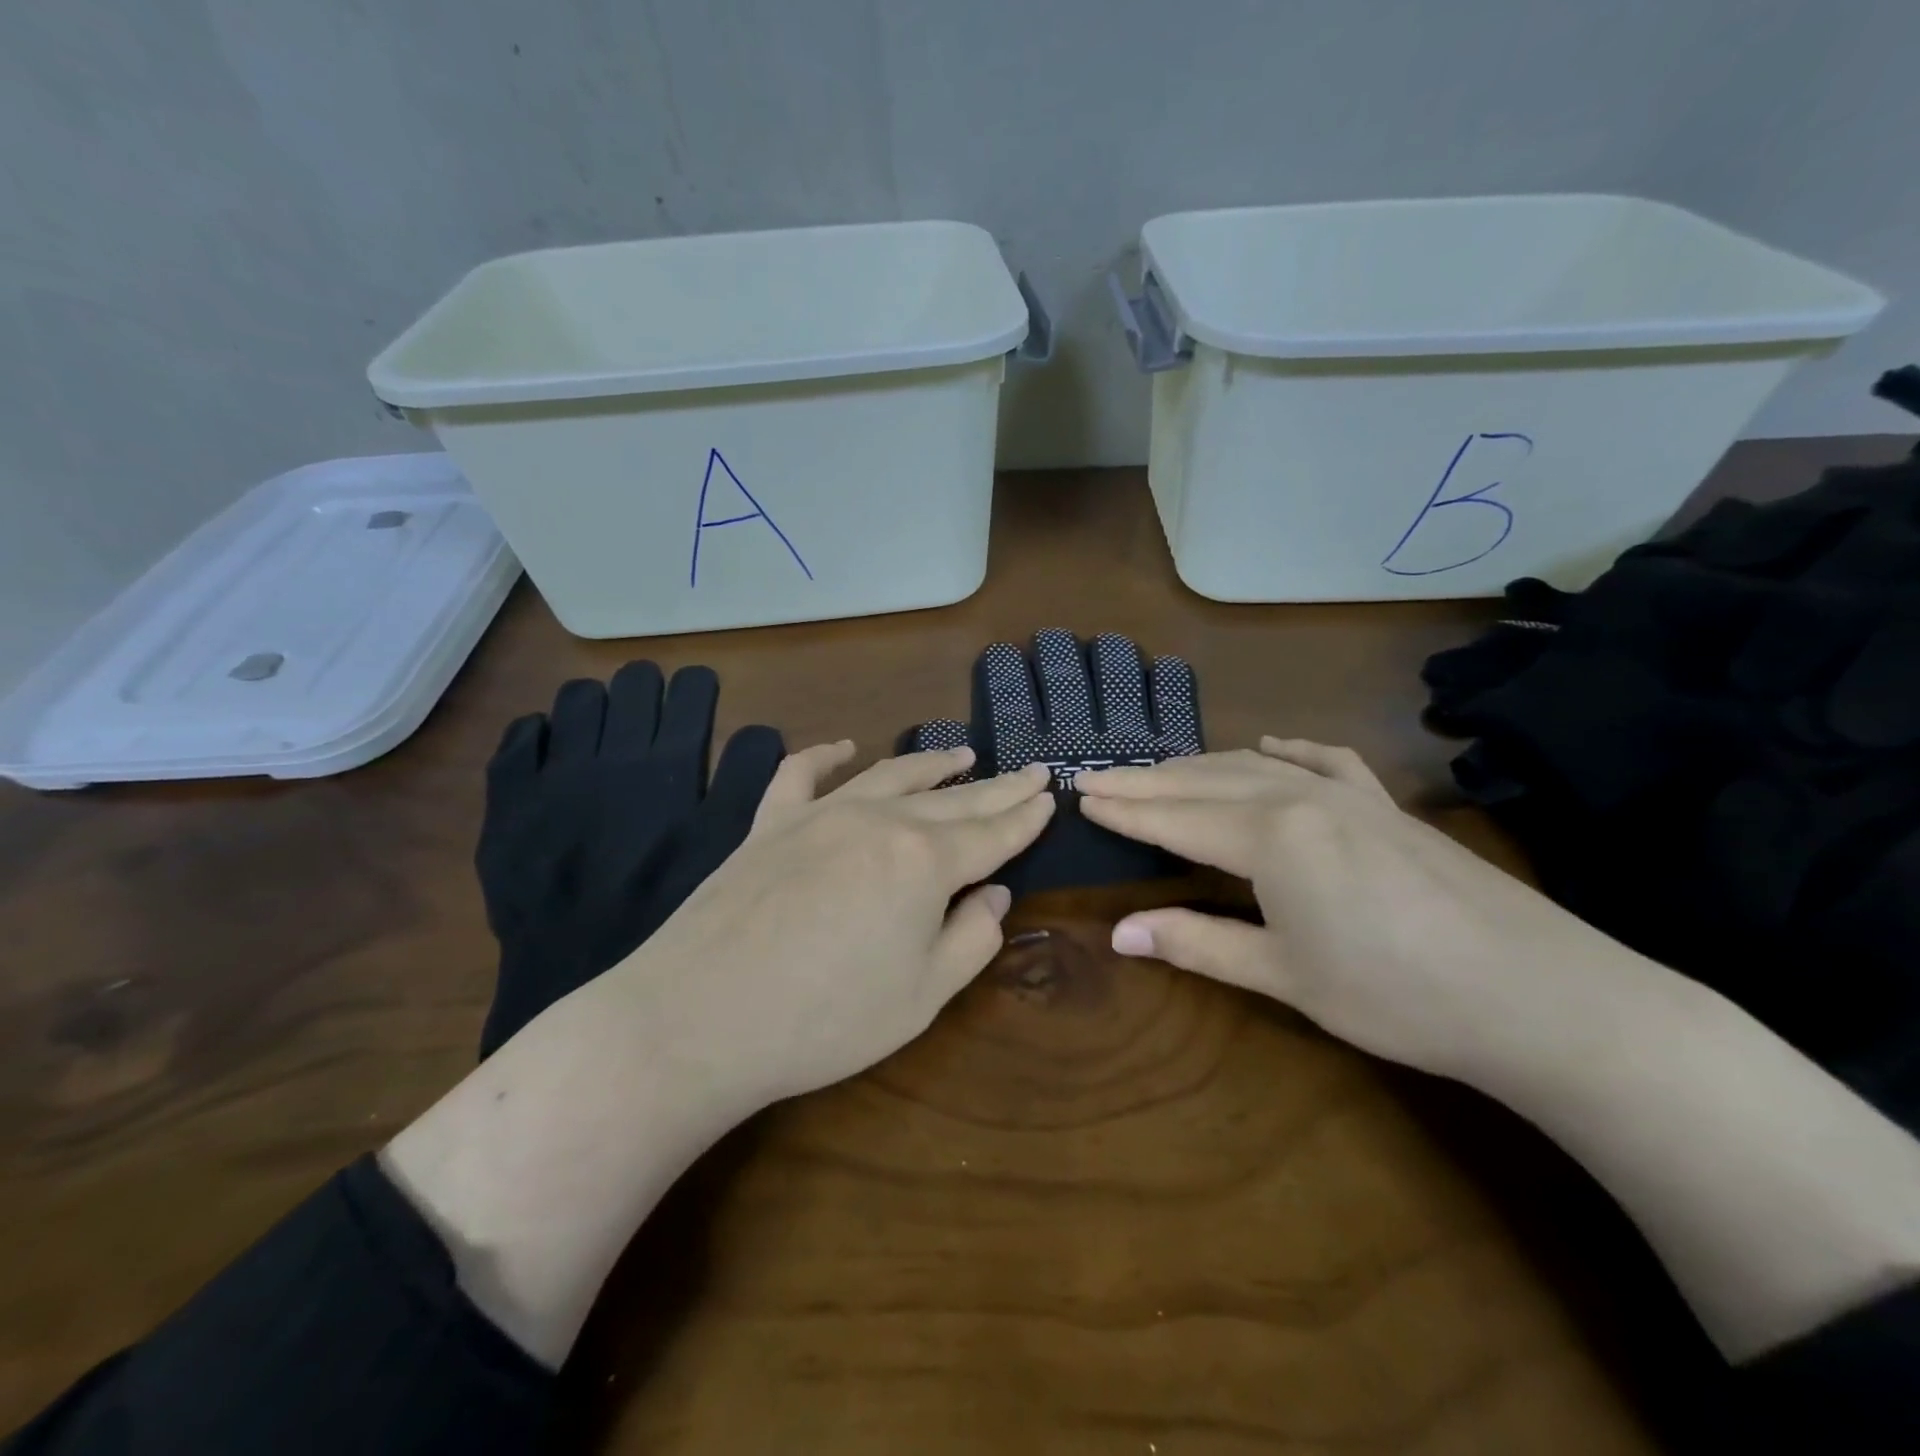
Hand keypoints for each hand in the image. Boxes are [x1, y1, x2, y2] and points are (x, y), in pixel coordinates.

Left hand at [626, 744, 1056, 1106]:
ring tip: (962, 755)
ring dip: (931, 764)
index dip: (1026, 816)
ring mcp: (819, 815)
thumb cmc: (824, 1020)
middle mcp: (878, 821)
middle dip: (997, 787)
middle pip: (953, 799)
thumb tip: (993, 894)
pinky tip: (843, 748)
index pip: (992, 833)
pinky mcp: (769, 824)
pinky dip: (825, 757)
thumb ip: (971, 939)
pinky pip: (800, 775)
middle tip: (1030, 770)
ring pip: (888, 775)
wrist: (698, 1020)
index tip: (1051, 795)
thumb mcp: (922, 997)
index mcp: (924, 862)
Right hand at [1077, 738, 1643, 1081]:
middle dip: (1144, 780)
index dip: (1122, 808)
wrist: (1539, 994)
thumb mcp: (1284, 975)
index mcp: (1268, 837)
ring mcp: (1347, 793)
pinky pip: (1321, 761)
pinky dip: (1284, 751)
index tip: (1078, 794)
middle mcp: (1298, 797)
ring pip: (1252, 765)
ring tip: (1159, 772)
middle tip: (1096, 776)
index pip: (1173, 817)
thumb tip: (1120, 934)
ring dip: (1197, 766)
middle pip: (1202, 781)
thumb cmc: (1397, 995)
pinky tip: (1269, 745)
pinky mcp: (1385, 803)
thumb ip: (1198, 943)